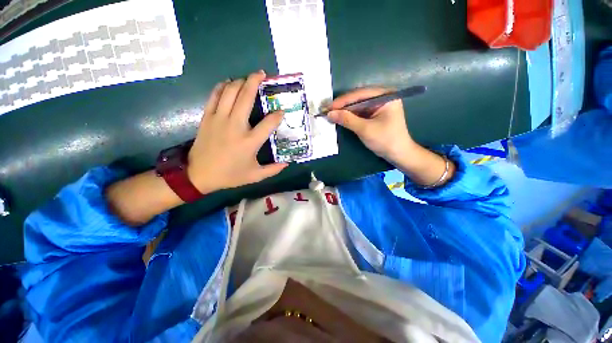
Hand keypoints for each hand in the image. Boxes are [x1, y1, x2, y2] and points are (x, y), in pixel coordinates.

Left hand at [187, 71, 287, 193]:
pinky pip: (214, 95)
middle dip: (255, 81)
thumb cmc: (230, 175)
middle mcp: (235, 126)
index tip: (281, 112)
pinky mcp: (207, 117)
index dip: (278, 115)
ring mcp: (219, 119)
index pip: (269, 123)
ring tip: (248, 78)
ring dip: (240, 81)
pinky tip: (228, 83)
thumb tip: (287, 163)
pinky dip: (222, 86)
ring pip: (230, 91)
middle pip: (246, 97)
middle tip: (262, 74)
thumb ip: (273, 169)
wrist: (199, 175)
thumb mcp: (255, 176)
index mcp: (250, 141)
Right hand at [327, 88, 416, 160]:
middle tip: (327, 111)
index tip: (328, 107)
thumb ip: (347, 120)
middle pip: (358, 99)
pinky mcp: (375, 115)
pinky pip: (359, 113)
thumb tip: (329, 113)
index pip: (360, 94)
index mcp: (385, 96)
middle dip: (342, 106)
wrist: (398, 154)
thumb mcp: (365, 129)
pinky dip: (350, 117)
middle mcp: (382, 98)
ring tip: (331, 115)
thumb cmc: (385, 140)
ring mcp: (378, 106)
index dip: (342, 101)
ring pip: (357, 106)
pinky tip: (340, 118)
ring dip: (344, 111)